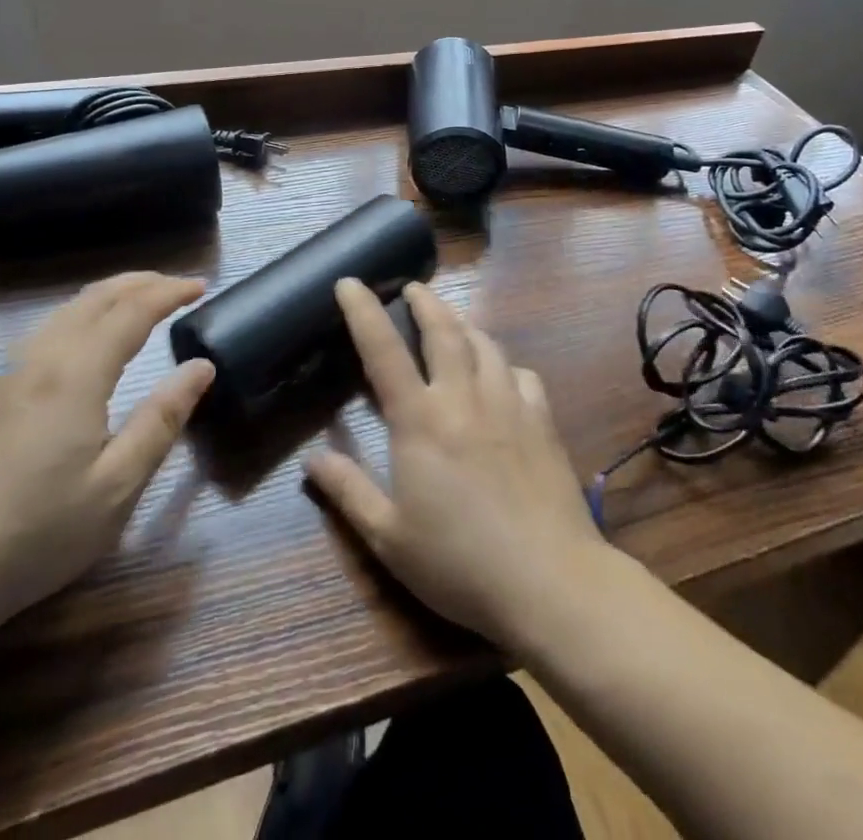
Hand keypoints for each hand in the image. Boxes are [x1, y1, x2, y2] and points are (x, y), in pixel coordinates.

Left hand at [0, 272, 212, 644]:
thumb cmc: (35, 534)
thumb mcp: (117, 486)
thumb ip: (162, 419)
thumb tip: (201, 366)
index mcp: (76, 375)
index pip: (132, 311)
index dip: (168, 292)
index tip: (200, 287)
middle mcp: (40, 361)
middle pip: (94, 298)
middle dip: (139, 282)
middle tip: (177, 285)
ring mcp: (7, 378)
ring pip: (65, 312)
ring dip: (109, 296)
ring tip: (140, 302)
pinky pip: (46, 333)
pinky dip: (82, 317)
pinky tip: (88, 343)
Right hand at [304, 280, 611, 652]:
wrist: (550, 581)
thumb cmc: (460, 563)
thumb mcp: (390, 539)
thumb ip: (350, 492)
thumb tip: (312, 458)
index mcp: (420, 421)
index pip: (383, 350)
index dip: (363, 311)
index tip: (350, 281)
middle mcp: (464, 398)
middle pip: (444, 330)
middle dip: (425, 301)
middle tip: (413, 288)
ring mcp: (509, 404)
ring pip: (486, 344)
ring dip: (464, 325)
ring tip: (452, 323)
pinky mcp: (542, 421)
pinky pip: (523, 374)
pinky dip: (506, 364)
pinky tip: (503, 375)